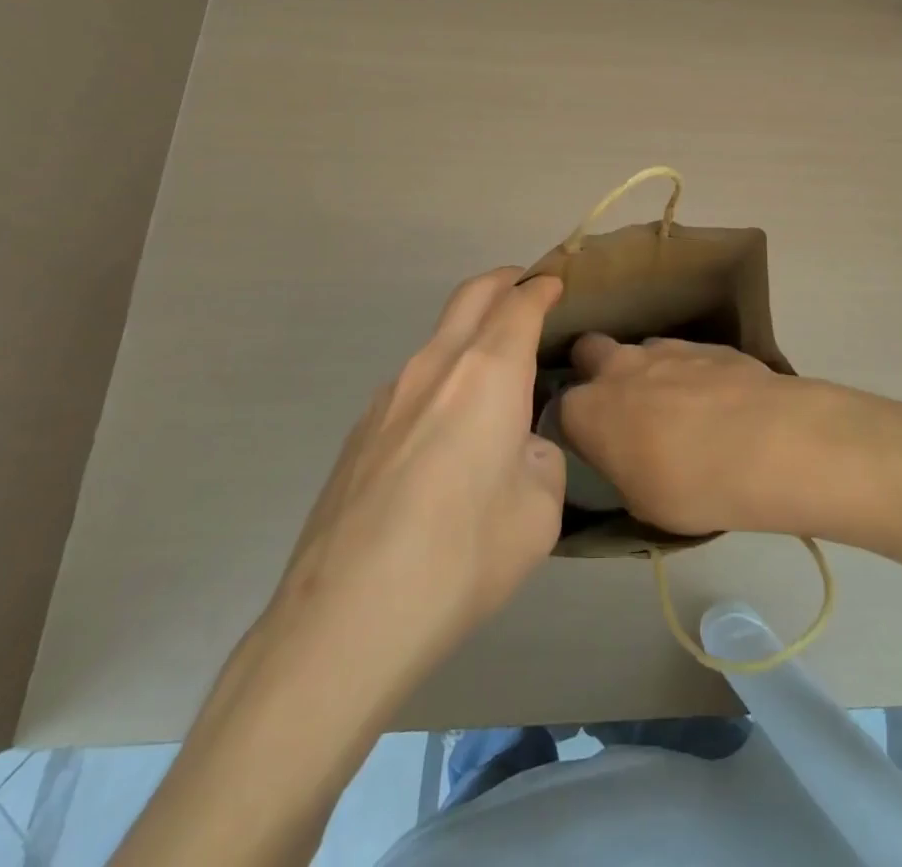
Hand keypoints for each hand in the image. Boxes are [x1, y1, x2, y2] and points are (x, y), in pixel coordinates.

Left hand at [267, 268, 566, 682]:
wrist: (345, 618)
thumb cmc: (461, 557)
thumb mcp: (539, 512)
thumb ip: (542, 460)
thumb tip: (521, 448)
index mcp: (487, 373)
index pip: (519, 304)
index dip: (542, 288)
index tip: (557, 283)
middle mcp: (435, 366)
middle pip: (471, 297)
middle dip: (503, 282)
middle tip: (527, 290)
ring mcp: (388, 395)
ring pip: (438, 340)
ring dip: (470, 335)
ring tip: (494, 377)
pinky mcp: (360, 430)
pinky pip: (412, 384)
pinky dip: (442, 380)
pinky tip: (446, 436)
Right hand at [561, 334, 861, 538]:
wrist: (768, 443)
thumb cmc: (692, 486)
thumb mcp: (643, 503)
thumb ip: (623, 470)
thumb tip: (628, 458)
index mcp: (588, 409)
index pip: (563, 408)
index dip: (578, 424)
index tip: (596, 443)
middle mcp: (618, 367)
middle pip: (589, 351)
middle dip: (597, 370)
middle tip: (624, 406)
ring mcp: (664, 348)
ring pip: (640, 350)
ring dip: (649, 372)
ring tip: (680, 408)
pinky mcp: (706, 343)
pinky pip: (685, 355)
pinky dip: (692, 373)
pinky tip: (718, 402)